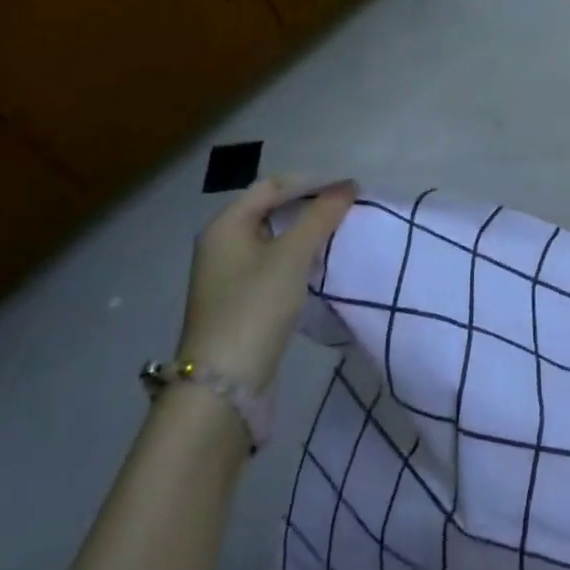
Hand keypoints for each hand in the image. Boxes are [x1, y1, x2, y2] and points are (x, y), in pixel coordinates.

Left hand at [178, 176, 357, 390]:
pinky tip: (317, 269)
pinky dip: (296, 260)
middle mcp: (221, 245)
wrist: (223, 386)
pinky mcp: (239, 302)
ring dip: (304, 235)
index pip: (271, 186)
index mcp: (225, 225)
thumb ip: (320, 217)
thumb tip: (347, 186)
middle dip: (308, 208)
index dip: (310, 183)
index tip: (346, 192)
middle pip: (270, 211)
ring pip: (273, 240)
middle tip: (345, 213)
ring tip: (338, 237)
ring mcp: (228, 276)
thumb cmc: (255, 307)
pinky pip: (272, 266)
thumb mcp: (292, 256)